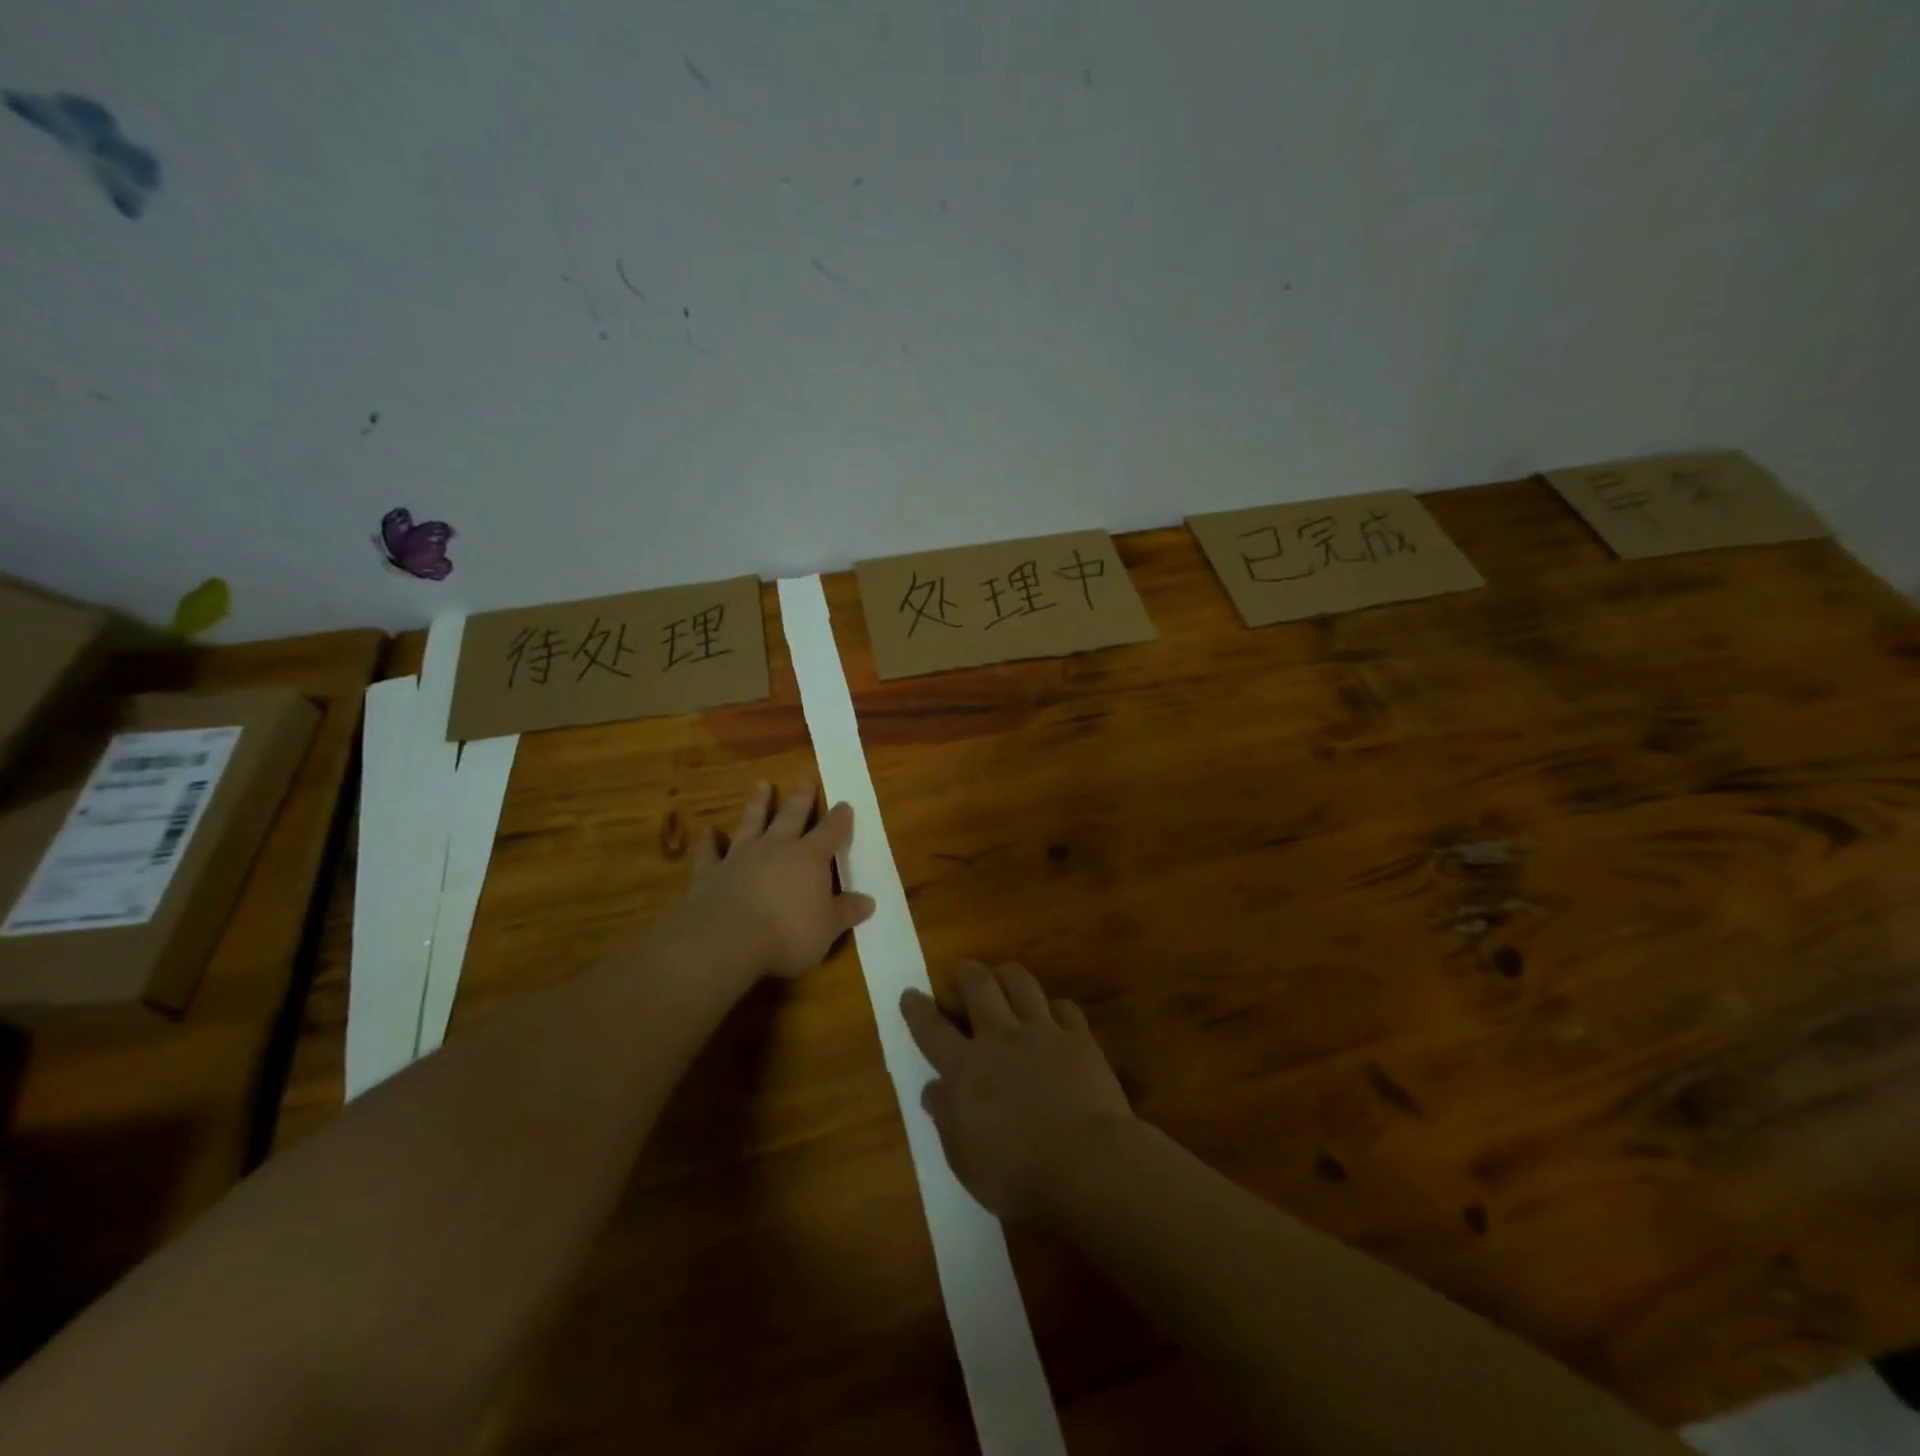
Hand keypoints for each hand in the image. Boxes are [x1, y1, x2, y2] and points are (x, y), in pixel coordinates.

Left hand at [683, 783, 875, 978]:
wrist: (726, 940)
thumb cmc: (788, 934)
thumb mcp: (828, 928)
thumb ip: (846, 911)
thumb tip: (869, 901)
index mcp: (809, 859)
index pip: (830, 832)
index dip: (839, 819)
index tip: (845, 805)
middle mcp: (776, 848)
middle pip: (791, 817)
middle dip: (801, 800)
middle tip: (806, 782)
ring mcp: (740, 857)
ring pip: (751, 823)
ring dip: (757, 804)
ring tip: (762, 785)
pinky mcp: (709, 873)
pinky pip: (709, 852)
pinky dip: (708, 841)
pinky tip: (706, 830)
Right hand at [901, 962, 1135, 1220]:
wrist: (1087, 1164)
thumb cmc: (1018, 1175)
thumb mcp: (966, 1161)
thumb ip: (947, 1120)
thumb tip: (934, 1090)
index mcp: (966, 1069)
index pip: (932, 1030)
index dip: (917, 1009)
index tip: (910, 993)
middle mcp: (1001, 1038)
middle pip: (979, 986)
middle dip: (966, 972)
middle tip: (962, 971)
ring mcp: (1042, 1032)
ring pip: (1021, 983)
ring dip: (1008, 975)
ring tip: (1004, 977)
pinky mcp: (1078, 1038)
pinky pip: (1064, 1007)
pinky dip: (1055, 1007)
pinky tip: (1055, 1015)